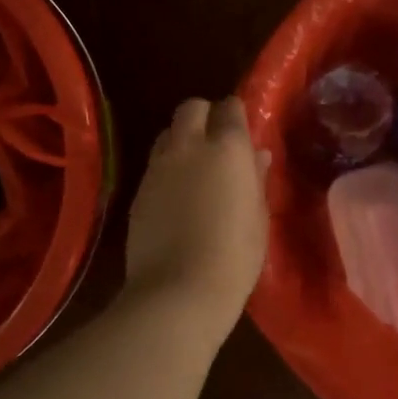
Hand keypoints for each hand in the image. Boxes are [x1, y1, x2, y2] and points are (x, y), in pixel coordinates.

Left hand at [124, 96, 270, 320]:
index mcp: (228, 148)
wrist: (178, 291)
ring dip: (182, 139)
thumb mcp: (258, 217)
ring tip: (194, 166)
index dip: (236, 114)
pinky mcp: (138, 189)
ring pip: (167, 132)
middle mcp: (189, 146)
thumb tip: (257, 155)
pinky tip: (176, 195)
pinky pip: (154, 163)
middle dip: (204, 115)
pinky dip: (166, 168)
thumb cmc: (234, 256)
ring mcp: (159, 166)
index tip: (242, 129)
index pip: (230, 107)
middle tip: (217, 141)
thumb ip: (256, 179)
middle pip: (191, 108)